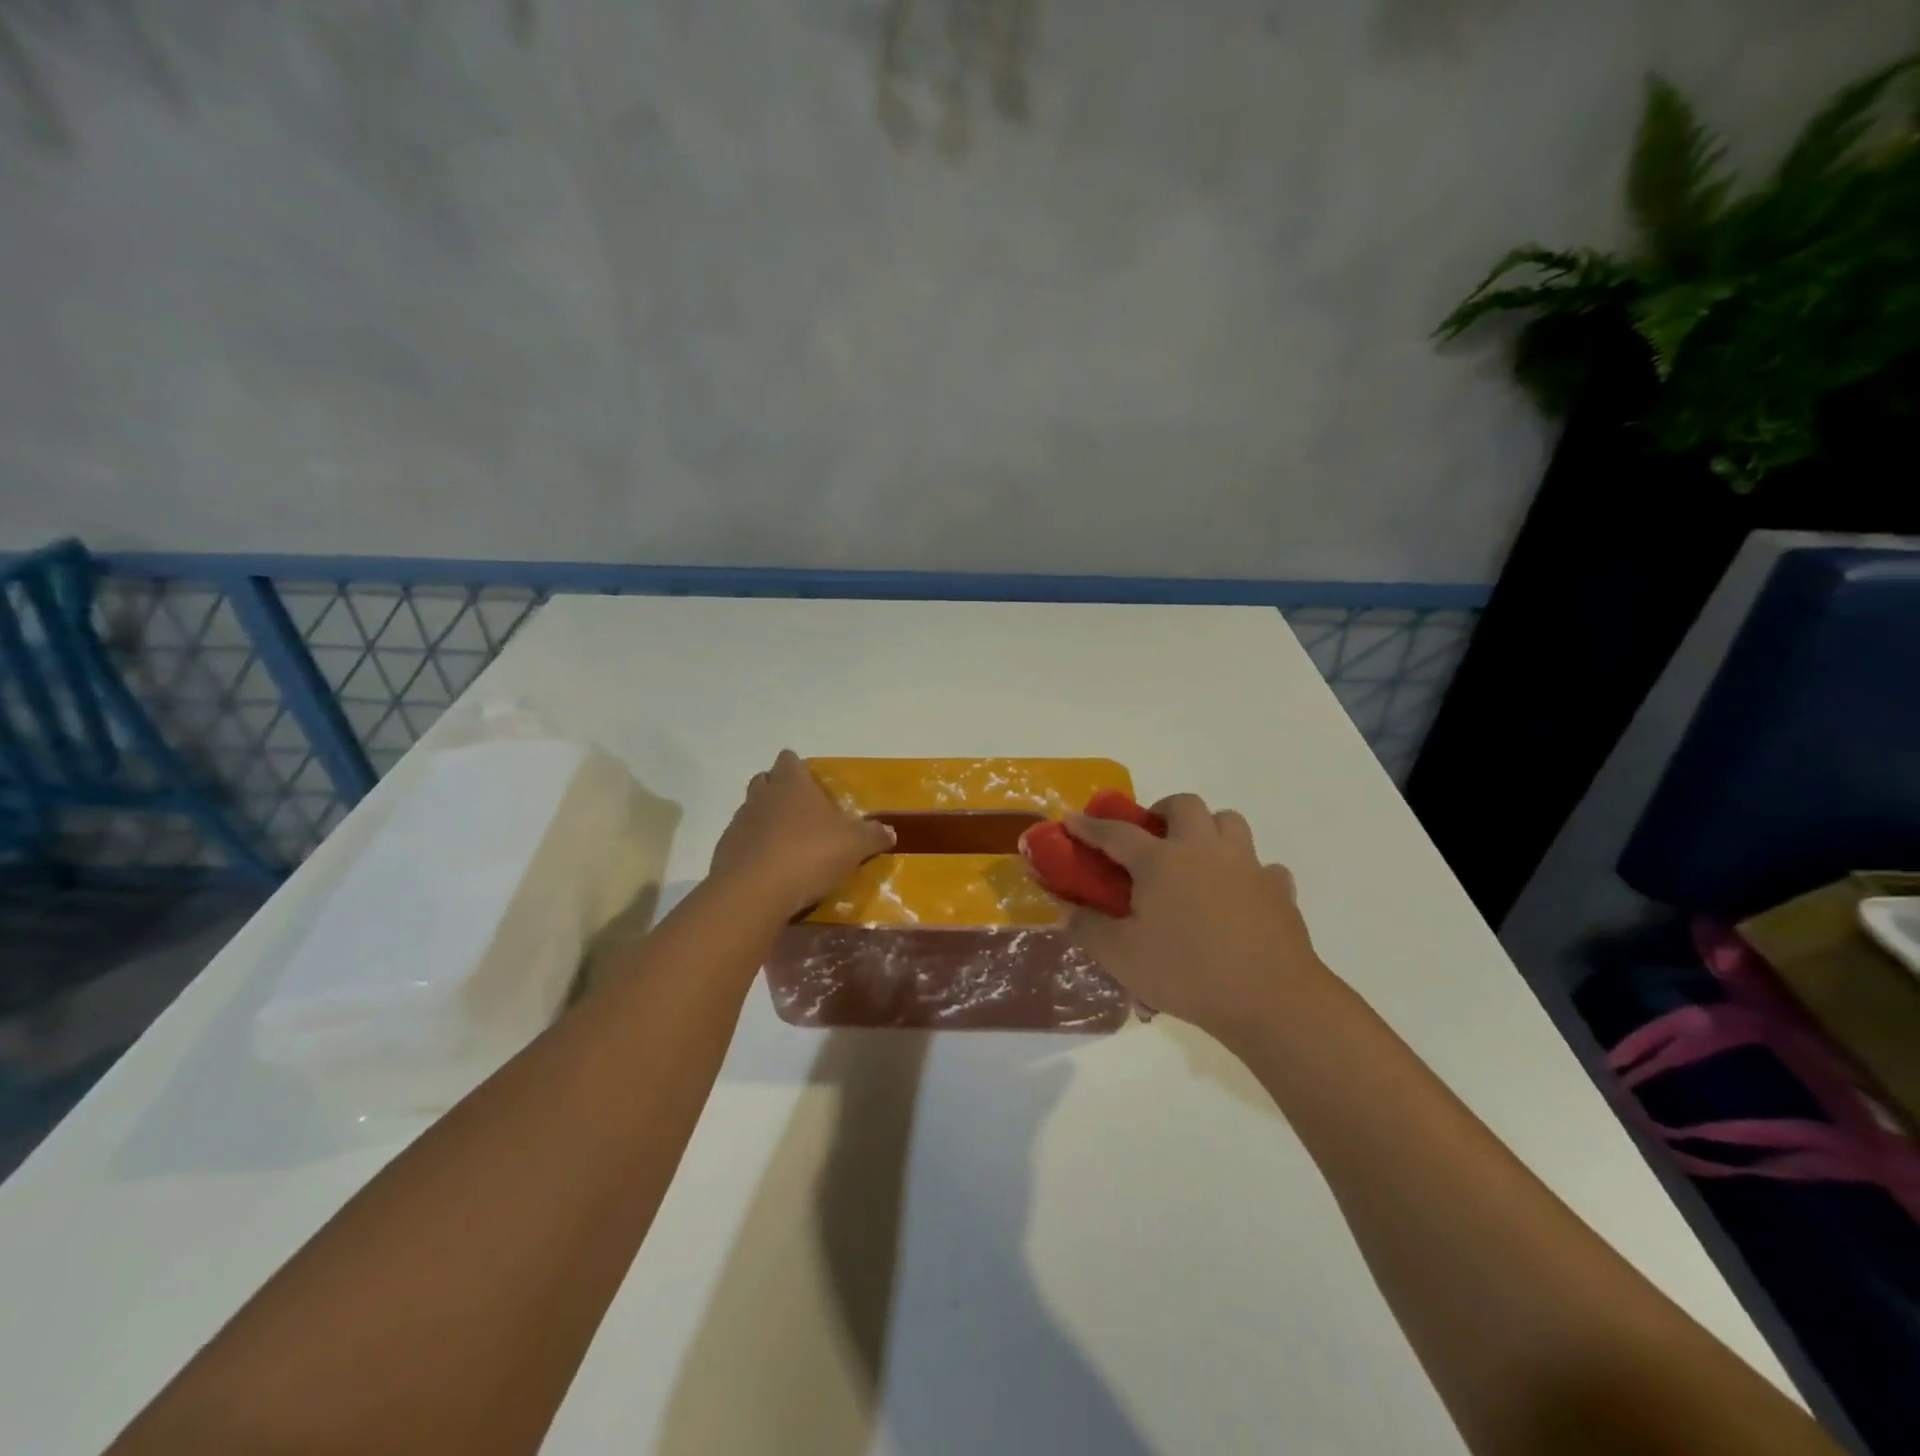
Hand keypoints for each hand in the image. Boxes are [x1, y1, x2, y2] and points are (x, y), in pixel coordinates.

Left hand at [709, 750, 894, 917]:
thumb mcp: (854, 845)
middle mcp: (762, 796)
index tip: (810, 782)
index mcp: (792, 784)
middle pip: (765, 780)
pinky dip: (753, 849)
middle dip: (779, 790)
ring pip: (751, 811)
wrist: (754, 892)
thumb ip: (872, 836)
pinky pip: (741, 842)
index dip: (798, 768)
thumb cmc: (809, 854)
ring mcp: (739, 823)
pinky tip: (770, 869)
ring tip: (787, 843)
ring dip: (765, 821)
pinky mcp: (724, 852)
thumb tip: (890, 831)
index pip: (789, 760)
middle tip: (801, 810)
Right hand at [1062, 794, 1326, 1046]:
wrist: (1270, 1000)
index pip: (1115, 833)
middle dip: (1163, 811)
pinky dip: (1247, 873)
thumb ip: (1087, 927)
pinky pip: (1263, 866)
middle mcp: (1204, 850)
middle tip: (1151, 837)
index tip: (1070, 819)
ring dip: (1208, 830)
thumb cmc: (1187, 973)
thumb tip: (1065, 908)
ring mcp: (1246, 865)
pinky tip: (1239, 896)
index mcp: (1161, 861)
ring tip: (1196, 858)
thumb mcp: (1121, 957)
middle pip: (1184, 805)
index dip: (1089, 826)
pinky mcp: (1279, 889)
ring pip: (1229, 823)